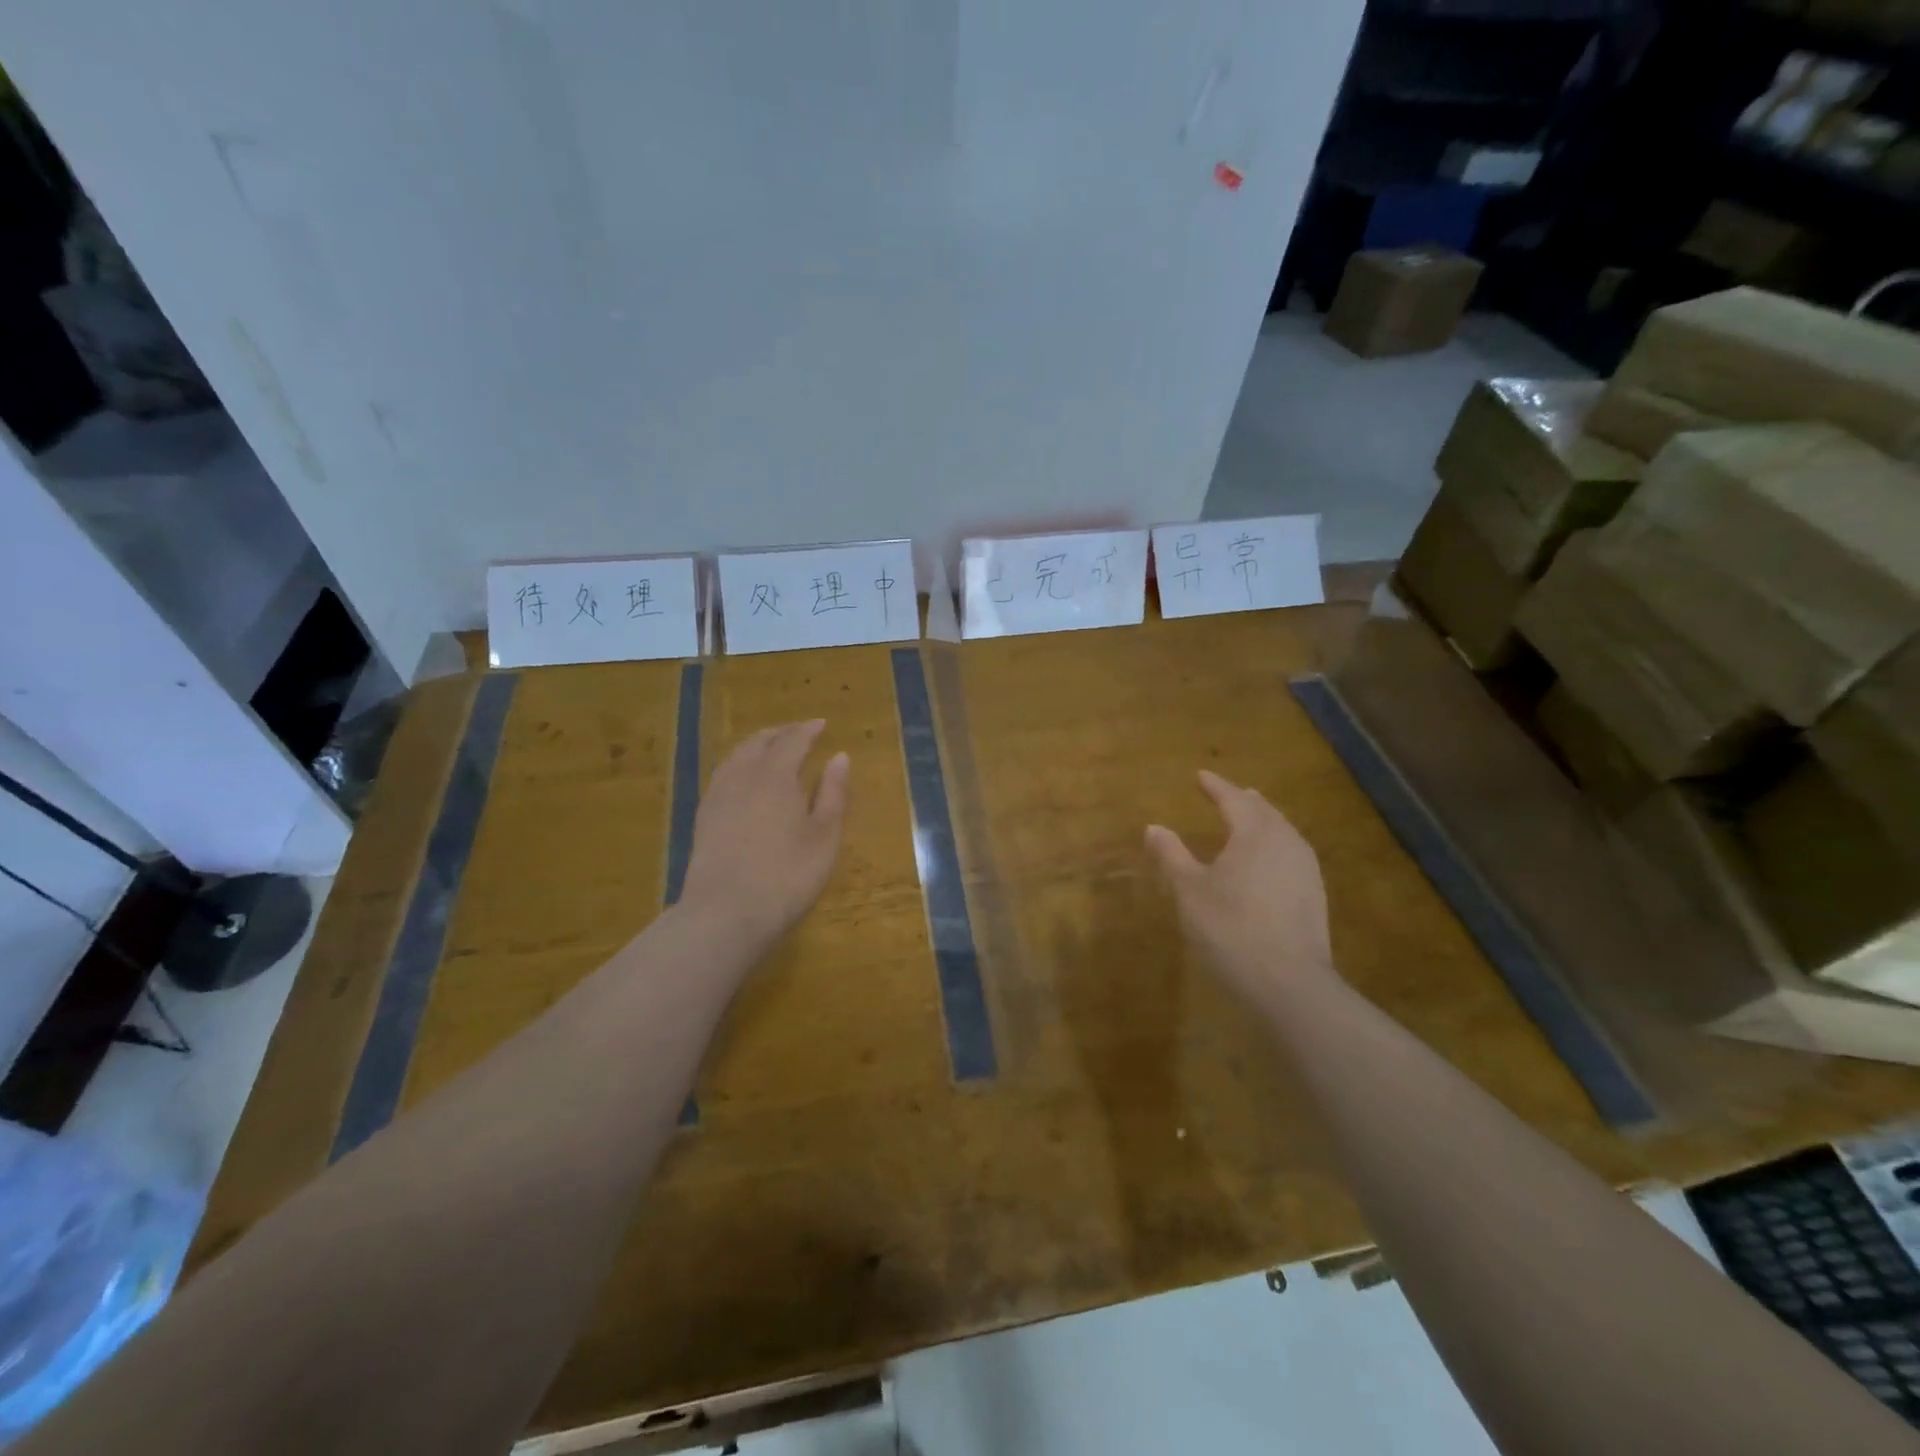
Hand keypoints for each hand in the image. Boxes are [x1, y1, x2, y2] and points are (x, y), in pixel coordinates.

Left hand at [679, 720, 849, 949]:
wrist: (724, 914)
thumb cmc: (787, 876)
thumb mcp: (824, 837)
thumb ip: (833, 794)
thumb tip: (840, 757)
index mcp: (775, 776)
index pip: (792, 740)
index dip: (807, 730)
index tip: (821, 724)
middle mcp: (743, 776)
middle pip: (759, 742)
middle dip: (780, 733)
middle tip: (798, 732)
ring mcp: (717, 796)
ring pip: (736, 756)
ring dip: (756, 745)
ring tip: (770, 749)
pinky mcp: (703, 818)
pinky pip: (722, 775)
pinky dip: (738, 764)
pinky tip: (743, 780)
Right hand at [1146, 770, 1336, 1007]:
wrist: (1289, 982)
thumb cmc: (1231, 928)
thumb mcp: (1190, 891)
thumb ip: (1172, 855)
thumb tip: (1154, 827)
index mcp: (1254, 833)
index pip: (1233, 799)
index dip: (1215, 786)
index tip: (1201, 775)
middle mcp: (1285, 841)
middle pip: (1264, 811)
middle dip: (1243, 800)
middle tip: (1227, 793)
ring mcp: (1306, 868)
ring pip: (1283, 831)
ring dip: (1263, 820)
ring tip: (1249, 819)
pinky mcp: (1314, 894)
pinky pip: (1292, 852)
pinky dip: (1274, 844)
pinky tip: (1268, 860)